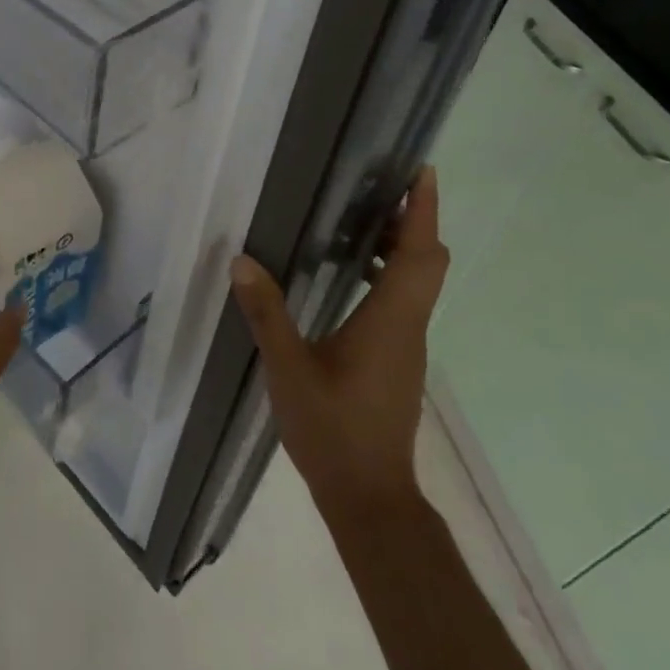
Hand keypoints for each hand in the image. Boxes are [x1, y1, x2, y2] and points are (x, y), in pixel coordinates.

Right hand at [231, 166, 448, 510]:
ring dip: (401, 248)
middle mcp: (409, 327)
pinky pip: (403, 303)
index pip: (421, 253)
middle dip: (414, 221)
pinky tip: (348, 278)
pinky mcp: (397, 362)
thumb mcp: (289, 369)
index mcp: (391, 320)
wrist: (370, 498)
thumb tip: (241, 260)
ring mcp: (407, 347)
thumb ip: (267, 313)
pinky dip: (389, 276)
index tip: (422, 171)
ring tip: (359, 223)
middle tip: (380, 189)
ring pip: (418, 283)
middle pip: (427, 263)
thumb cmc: (334, 430)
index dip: (424, 210)